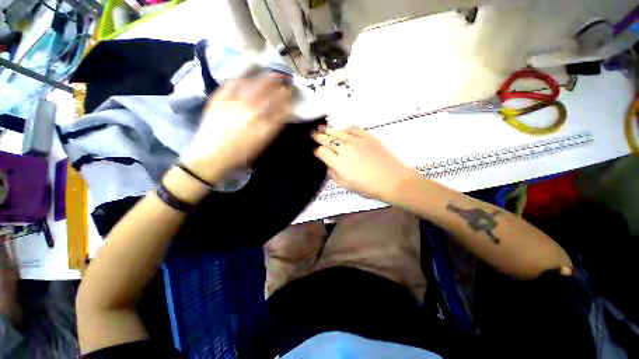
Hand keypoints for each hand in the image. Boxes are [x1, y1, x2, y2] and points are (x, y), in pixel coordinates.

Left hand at [179, 76, 292, 182]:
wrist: (211, 156)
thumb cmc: (241, 155)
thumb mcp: (262, 144)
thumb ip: (273, 127)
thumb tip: (282, 113)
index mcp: (265, 126)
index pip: (282, 107)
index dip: (289, 98)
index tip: (292, 93)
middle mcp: (252, 111)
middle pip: (271, 93)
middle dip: (281, 86)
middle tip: (286, 80)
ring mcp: (235, 102)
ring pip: (255, 85)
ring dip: (267, 78)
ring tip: (274, 74)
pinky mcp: (220, 98)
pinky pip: (234, 82)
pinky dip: (245, 75)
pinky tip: (251, 71)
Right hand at [312, 126, 414, 201]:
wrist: (392, 180)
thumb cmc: (368, 187)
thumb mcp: (347, 185)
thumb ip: (335, 176)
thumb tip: (329, 168)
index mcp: (337, 162)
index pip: (322, 152)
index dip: (317, 151)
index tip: (316, 151)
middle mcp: (344, 148)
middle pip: (327, 139)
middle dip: (319, 136)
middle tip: (313, 133)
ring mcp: (356, 141)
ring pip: (338, 132)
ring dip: (329, 129)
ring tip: (323, 127)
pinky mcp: (368, 137)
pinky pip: (354, 129)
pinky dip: (347, 129)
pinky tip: (345, 129)